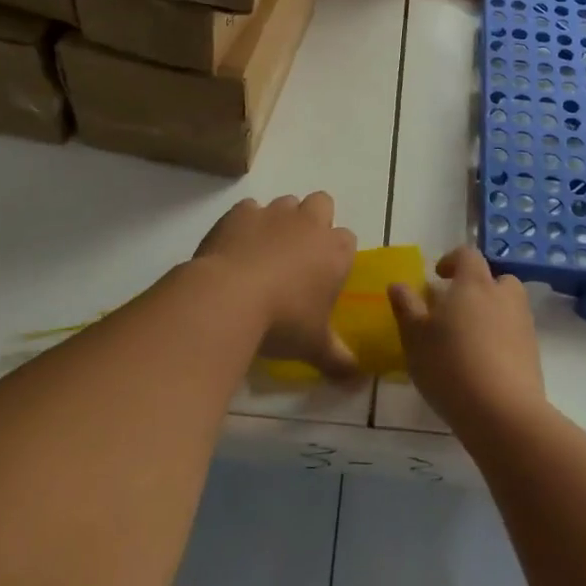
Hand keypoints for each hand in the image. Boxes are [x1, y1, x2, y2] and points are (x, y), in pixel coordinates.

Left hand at [193, 193, 358, 379]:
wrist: (227, 298)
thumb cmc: (282, 321)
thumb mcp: (314, 346)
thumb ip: (338, 360)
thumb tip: (359, 382)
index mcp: (335, 250)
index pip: (347, 240)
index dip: (337, 255)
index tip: (324, 277)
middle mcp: (309, 223)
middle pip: (322, 204)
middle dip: (314, 222)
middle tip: (299, 255)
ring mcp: (274, 213)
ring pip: (286, 204)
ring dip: (281, 221)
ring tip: (265, 253)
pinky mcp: (240, 212)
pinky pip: (248, 210)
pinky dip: (245, 224)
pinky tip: (236, 249)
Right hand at [389, 246, 544, 434]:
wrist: (502, 412)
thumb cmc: (449, 365)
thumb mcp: (415, 336)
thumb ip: (406, 307)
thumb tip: (398, 285)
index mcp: (474, 283)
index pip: (467, 255)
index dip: (452, 260)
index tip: (438, 276)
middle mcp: (503, 296)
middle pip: (495, 279)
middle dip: (477, 288)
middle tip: (455, 310)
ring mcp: (523, 324)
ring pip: (507, 307)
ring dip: (490, 315)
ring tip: (467, 341)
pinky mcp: (533, 354)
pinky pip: (514, 336)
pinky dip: (501, 342)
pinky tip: (483, 366)